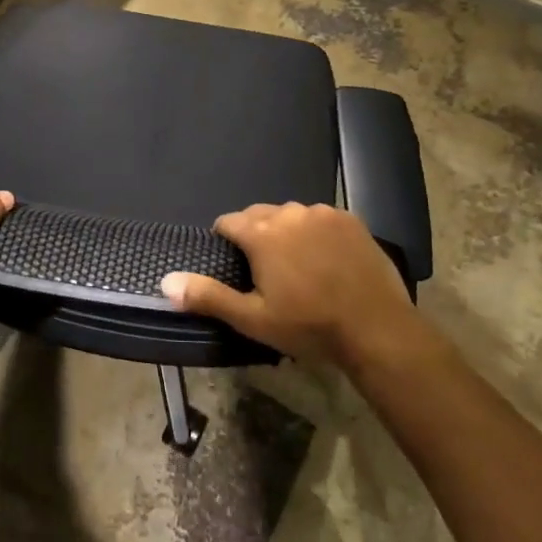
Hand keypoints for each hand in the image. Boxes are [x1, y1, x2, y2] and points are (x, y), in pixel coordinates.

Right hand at [161, 202, 414, 366]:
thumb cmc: (309, 326)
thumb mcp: (253, 319)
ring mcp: (323, 213)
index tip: (233, 264)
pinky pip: (320, 218)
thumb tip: (165, 281)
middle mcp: (289, 213)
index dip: (225, 240)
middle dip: (255, 234)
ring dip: (286, 231)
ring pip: (290, 215)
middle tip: (264, 270)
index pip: (228, 222)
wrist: (376, 328)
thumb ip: (208, 296)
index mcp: (262, 233)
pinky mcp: (350, 219)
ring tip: (296, 264)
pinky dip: (315, 232)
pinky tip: (325, 259)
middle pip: (259, 214)